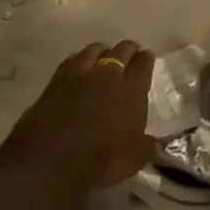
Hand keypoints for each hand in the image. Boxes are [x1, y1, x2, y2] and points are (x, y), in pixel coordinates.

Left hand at [0, 40, 155, 188]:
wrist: (52, 159)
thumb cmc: (101, 160)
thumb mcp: (134, 158)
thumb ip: (148, 146)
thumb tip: (157, 144)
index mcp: (132, 90)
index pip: (144, 63)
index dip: (147, 59)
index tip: (147, 58)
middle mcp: (108, 75)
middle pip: (121, 50)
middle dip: (128, 50)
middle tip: (129, 55)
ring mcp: (79, 75)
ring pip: (94, 49)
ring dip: (101, 51)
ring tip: (103, 57)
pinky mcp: (55, 81)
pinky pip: (71, 60)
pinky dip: (78, 60)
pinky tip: (77, 67)